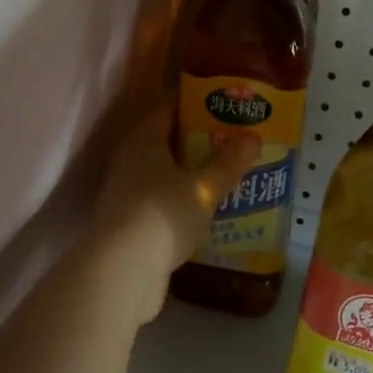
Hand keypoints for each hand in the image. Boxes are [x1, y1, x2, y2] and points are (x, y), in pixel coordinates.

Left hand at [90, 106, 259, 323]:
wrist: (119, 273)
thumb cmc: (161, 215)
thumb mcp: (203, 188)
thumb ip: (227, 163)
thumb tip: (252, 137)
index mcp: (144, 139)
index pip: (170, 107)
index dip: (197, 100)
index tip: (225, 99)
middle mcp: (131, 160)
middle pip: (168, 139)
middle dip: (200, 138)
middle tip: (235, 137)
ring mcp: (127, 193)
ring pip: (165, 172)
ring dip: (192, 172)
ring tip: (228, 172)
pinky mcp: (131, 223)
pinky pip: (163, 201)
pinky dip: (184, 200)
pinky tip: (209, 209)